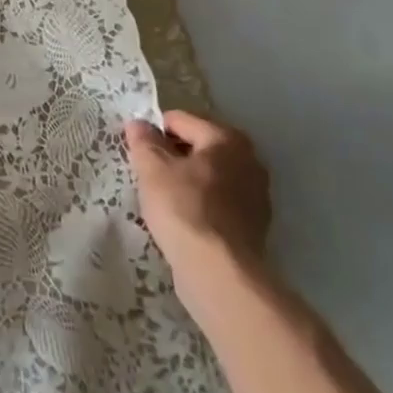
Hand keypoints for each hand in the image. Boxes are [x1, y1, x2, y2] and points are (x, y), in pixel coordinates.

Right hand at [125, 110, 271, 267]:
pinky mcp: (254, 224)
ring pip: (208, 175)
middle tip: (147, 175)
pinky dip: (200, 203)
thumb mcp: (152, 168)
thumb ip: (144, 141)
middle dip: (172, 155)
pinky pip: (218, 201)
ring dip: (186, 180)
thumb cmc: (184, 209)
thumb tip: (139, 124)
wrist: (219, 272)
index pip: (179, 120)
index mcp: (227, 138)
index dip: (153, 131)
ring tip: (162, 199)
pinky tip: (182, 220)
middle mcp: (249, 159)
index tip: (136, 152)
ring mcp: (256, 194)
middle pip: (198, 146)